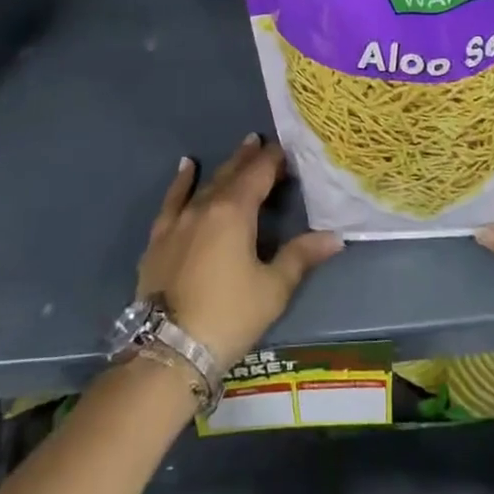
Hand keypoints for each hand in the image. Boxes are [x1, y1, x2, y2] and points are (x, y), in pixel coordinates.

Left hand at [136, 134, 344, 371]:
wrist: (169, 350)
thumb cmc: (229, 316)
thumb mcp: (273, 288)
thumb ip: (300, 256)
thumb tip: (335, 237)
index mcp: (235, 212)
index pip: (259, 174)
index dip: (274, 160)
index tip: (287, 151)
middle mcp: (205, 206)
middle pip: (232, 174)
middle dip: (250, 158)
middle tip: (262, 143)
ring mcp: (178, 221)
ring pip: (205, 184)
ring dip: (224, 167)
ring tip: (239, 150)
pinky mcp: (159, 238)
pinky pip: (172, 200)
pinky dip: (181, 182)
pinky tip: (186, 168)